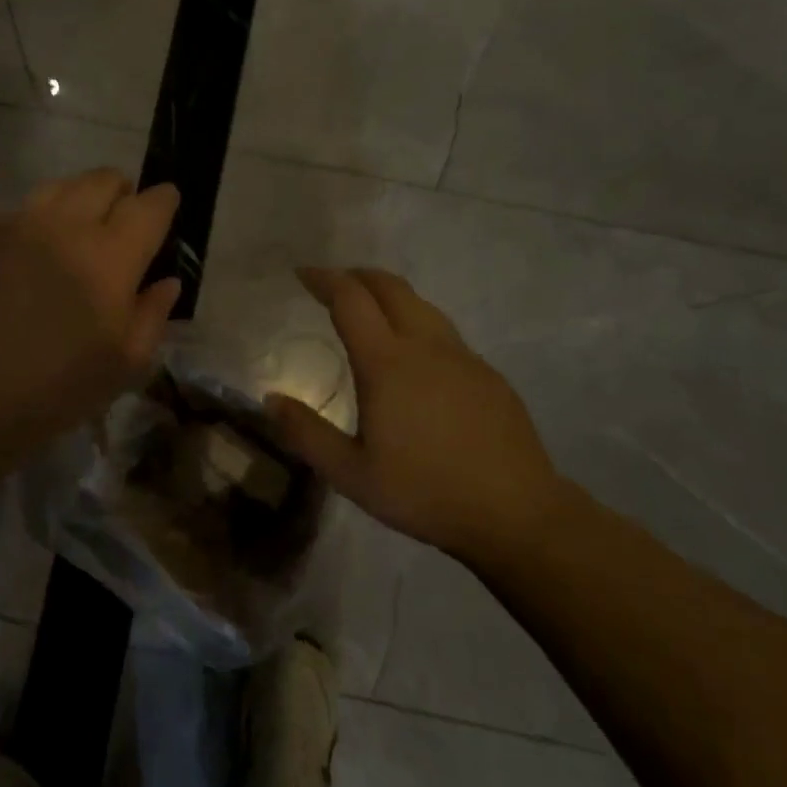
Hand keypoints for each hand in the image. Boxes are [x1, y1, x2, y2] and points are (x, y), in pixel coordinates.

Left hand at [0, 169, 181, 455]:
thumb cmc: (52, 391)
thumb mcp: (123, 366)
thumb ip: (153, 315)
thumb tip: (166, 281)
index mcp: (110, 256)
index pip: (150, 205)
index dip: (164, 200)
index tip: (165, 204)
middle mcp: (64, 224)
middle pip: (103, 180)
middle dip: (120, 193)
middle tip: (117, 224)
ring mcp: (12, 222)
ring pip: (57, 188)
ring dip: (75, 202)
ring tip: (70, 234)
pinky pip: (12, 215)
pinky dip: (28, 230)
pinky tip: (17, 265)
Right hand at [264, 268, 563, 557]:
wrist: (516, 513)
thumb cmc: (425, 492)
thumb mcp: (351, 474)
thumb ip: (306, 434)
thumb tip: (270, 399)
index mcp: (387, 362)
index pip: (350, 299)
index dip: (324, 279)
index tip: (302, 274)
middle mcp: (426, 346)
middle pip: (389, 287)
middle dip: (356, 275)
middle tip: (332, 282)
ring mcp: (463, 356)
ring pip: (422, 304)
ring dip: (389, 295)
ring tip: (369, 310)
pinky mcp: (488, 374)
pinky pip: (444, 332)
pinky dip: (417, 322)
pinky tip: (414, 357)